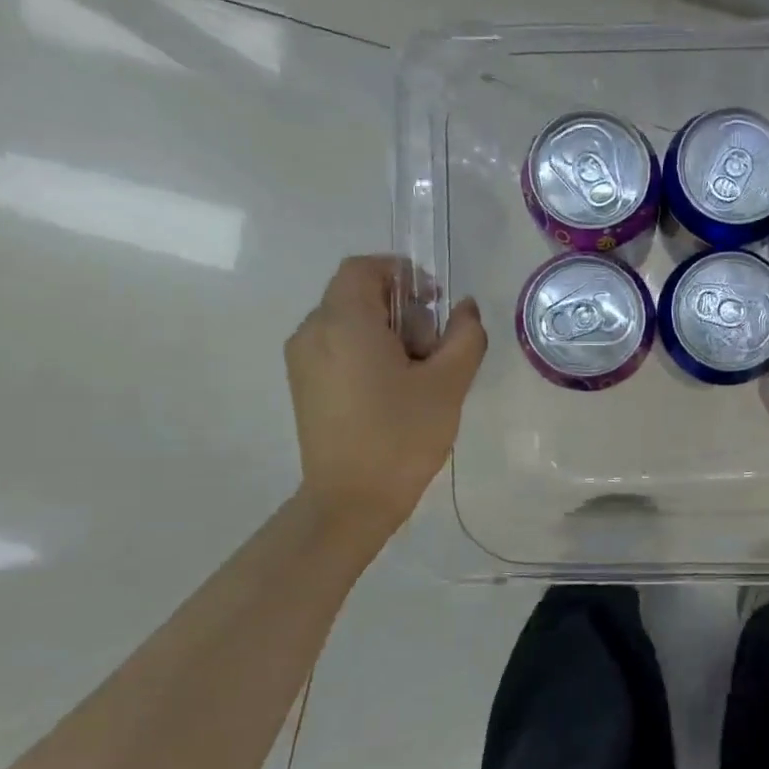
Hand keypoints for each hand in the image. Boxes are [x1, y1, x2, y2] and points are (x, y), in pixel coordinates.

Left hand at [285, 256, 486, 534]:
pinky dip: (367, 353)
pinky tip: (392, 392)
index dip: (403, 273)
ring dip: (386, 333)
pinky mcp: (304, 385)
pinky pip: (337, 348)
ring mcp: (302, 360)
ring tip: (416, 375)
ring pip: (348, 323)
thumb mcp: (448, 383)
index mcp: (344, 322)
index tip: (435, 302)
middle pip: (357, 295)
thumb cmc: (402, 436)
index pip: (365, 268)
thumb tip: (465, 308)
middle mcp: (313, 331)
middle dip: (401, 310)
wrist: (351, 501)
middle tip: (433, 349)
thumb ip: (465, 336)